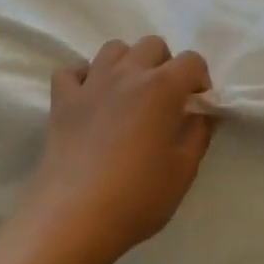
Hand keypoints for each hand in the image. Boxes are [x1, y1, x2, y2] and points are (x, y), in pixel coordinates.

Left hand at [17, 36, 215, 263]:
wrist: (74, 218)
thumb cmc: (138, 197)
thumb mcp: (184, 170)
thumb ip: (198, 134)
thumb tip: (200, 114)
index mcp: (162, 87)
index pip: (192, 61)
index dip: (200, 80)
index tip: (198, 106)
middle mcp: (126, 74)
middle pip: (152, 45)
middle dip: (165, 65)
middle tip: (166, 100)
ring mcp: (90, 84)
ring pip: (113, 49)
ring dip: (128, 63)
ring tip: (130, 95)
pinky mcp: (62, 101)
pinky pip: (72, 71)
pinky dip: (84, 77)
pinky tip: (91, 99)